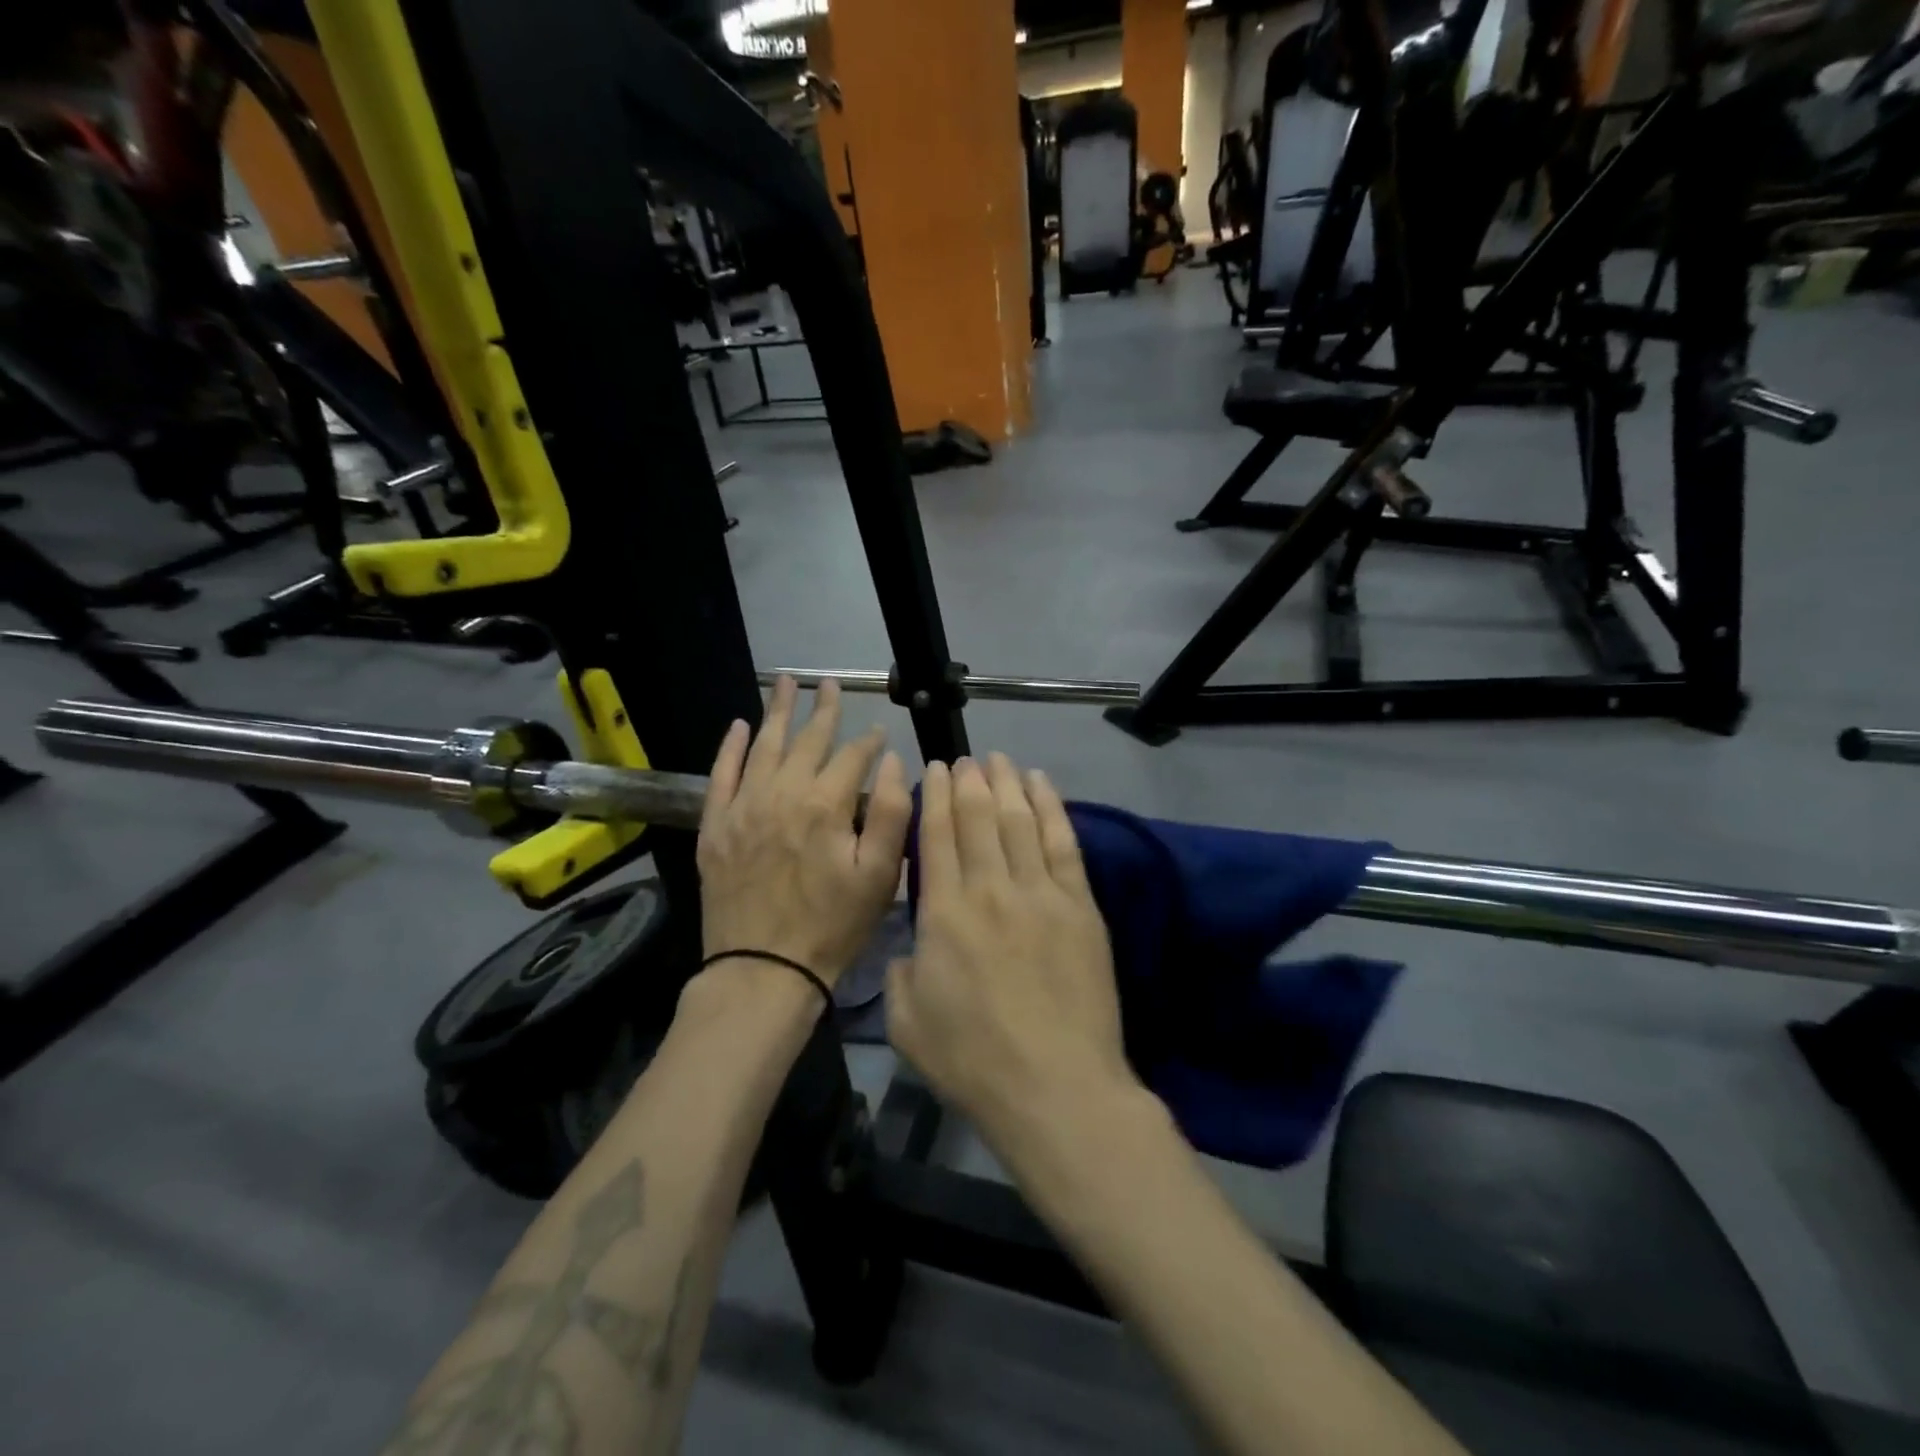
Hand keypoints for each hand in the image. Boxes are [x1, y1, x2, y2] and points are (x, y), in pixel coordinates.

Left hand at [696, 676, 910, 986]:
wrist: (763, 969)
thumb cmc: (831, 926)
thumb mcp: (879, 876)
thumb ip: (890, 813)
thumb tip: (892, 762)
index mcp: (825, 805)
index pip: (853, 756)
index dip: (870, 741)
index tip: (879, 732)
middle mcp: (782, 793)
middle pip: (806, 740)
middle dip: (823, 709)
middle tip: (828, 682)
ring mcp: (743, 807)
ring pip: (764, 746)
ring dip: (777, 711)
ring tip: (784, 681)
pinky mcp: (715, 826)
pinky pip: (722, 774)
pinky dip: (732, 747)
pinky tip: (740, 725)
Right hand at [887, 754, 1136, 1146]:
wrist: (1055, 1089)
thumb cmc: (972, 1061)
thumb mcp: (907, 1022)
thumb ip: (901, 971)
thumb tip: (912, 942)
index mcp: (944, 913)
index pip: (937, 835)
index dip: (935, 796)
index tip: (934, 769)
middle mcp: (991, 889)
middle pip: (978, 817)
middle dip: (969, 781)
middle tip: (964, 758)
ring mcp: (1041, 893)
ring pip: (1020, 820)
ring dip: (1007, 784)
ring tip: (1000, 759)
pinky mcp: (1080, 906)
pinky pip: (1063, 842)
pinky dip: (1051, 808)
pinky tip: (1043, 785)